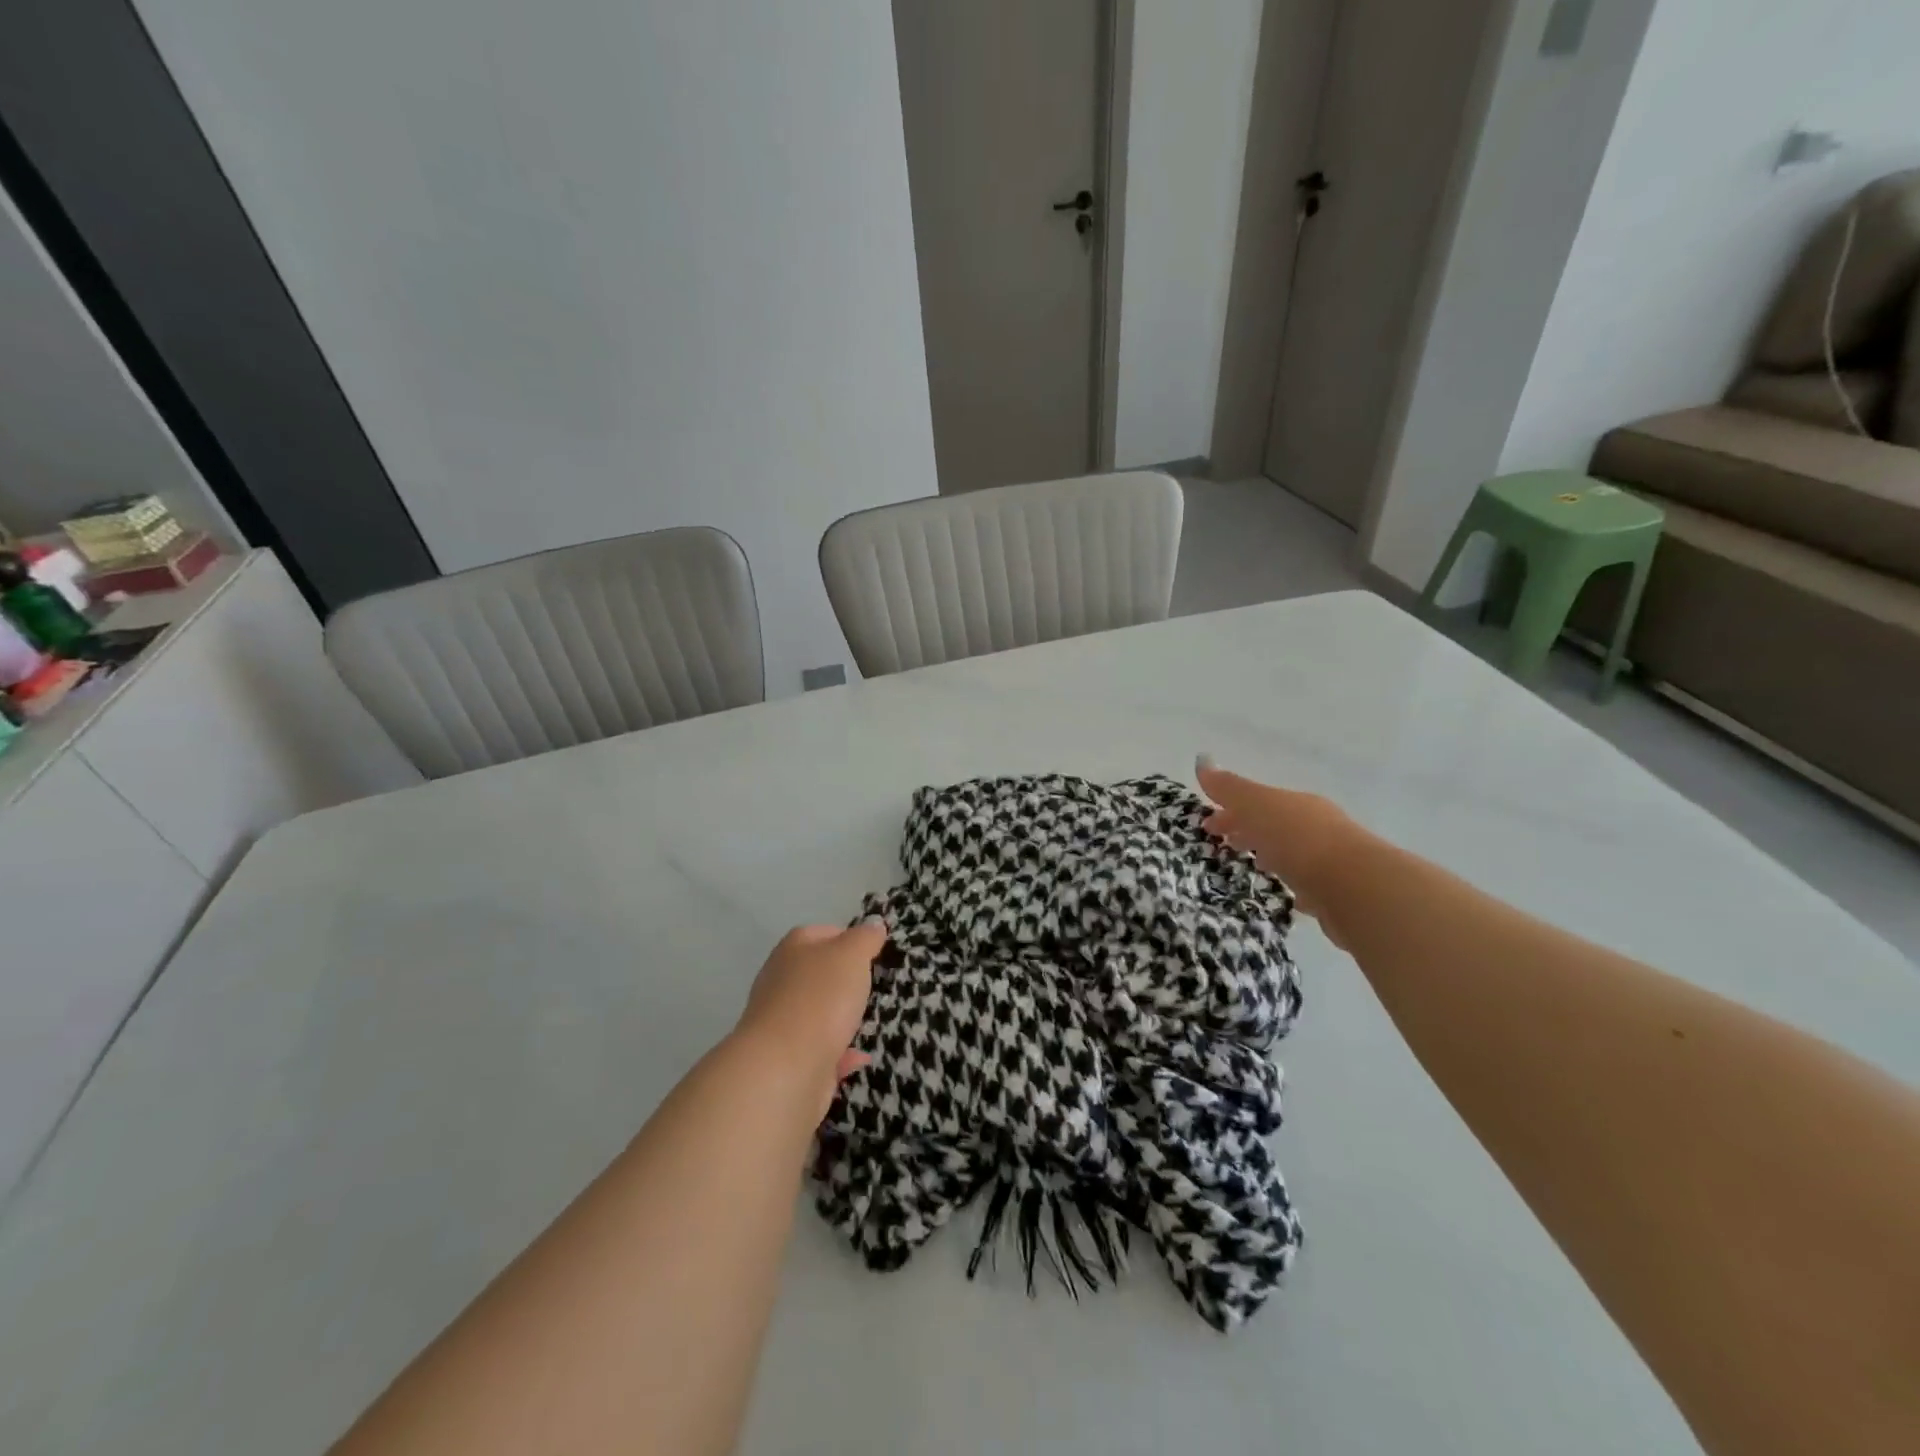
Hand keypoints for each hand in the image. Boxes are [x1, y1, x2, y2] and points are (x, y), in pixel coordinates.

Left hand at [738, 922, 884, 1103]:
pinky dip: (840, 1053)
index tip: (873, 952)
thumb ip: (865, 938)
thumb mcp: (851, 955)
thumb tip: (873, 924)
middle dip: (845, 980)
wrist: (785, 1068)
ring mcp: (781, 1022)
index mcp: (792, 950)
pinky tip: (860, 1057)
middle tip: (874, 986)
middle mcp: (781, 981)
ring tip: (870, 1020)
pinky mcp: (788, 1059)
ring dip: (841, 1017)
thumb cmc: (820, 999)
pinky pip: (821, 1050)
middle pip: (817, 973)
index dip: (848, 938)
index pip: (821, 933)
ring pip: (817, 1013)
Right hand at [1197, 757, 1370, 944]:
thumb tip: (1202, 759)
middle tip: (1223, 843)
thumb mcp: (1258, 807)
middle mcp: (1316, 825)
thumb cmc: (1299, 840)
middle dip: (1248, 829)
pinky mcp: (1337, 892)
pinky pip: (1309, 882)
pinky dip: (1294, 882)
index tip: (1207, 825)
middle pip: (1274, 823)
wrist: (1356, 888)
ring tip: (1252, 866)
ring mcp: (1330, 858)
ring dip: (1271, 853)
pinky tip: (1287, 892)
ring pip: (1292, 851)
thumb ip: (1230, 788)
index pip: (1256, 801)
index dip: (1229, 809)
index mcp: (1296, 804)